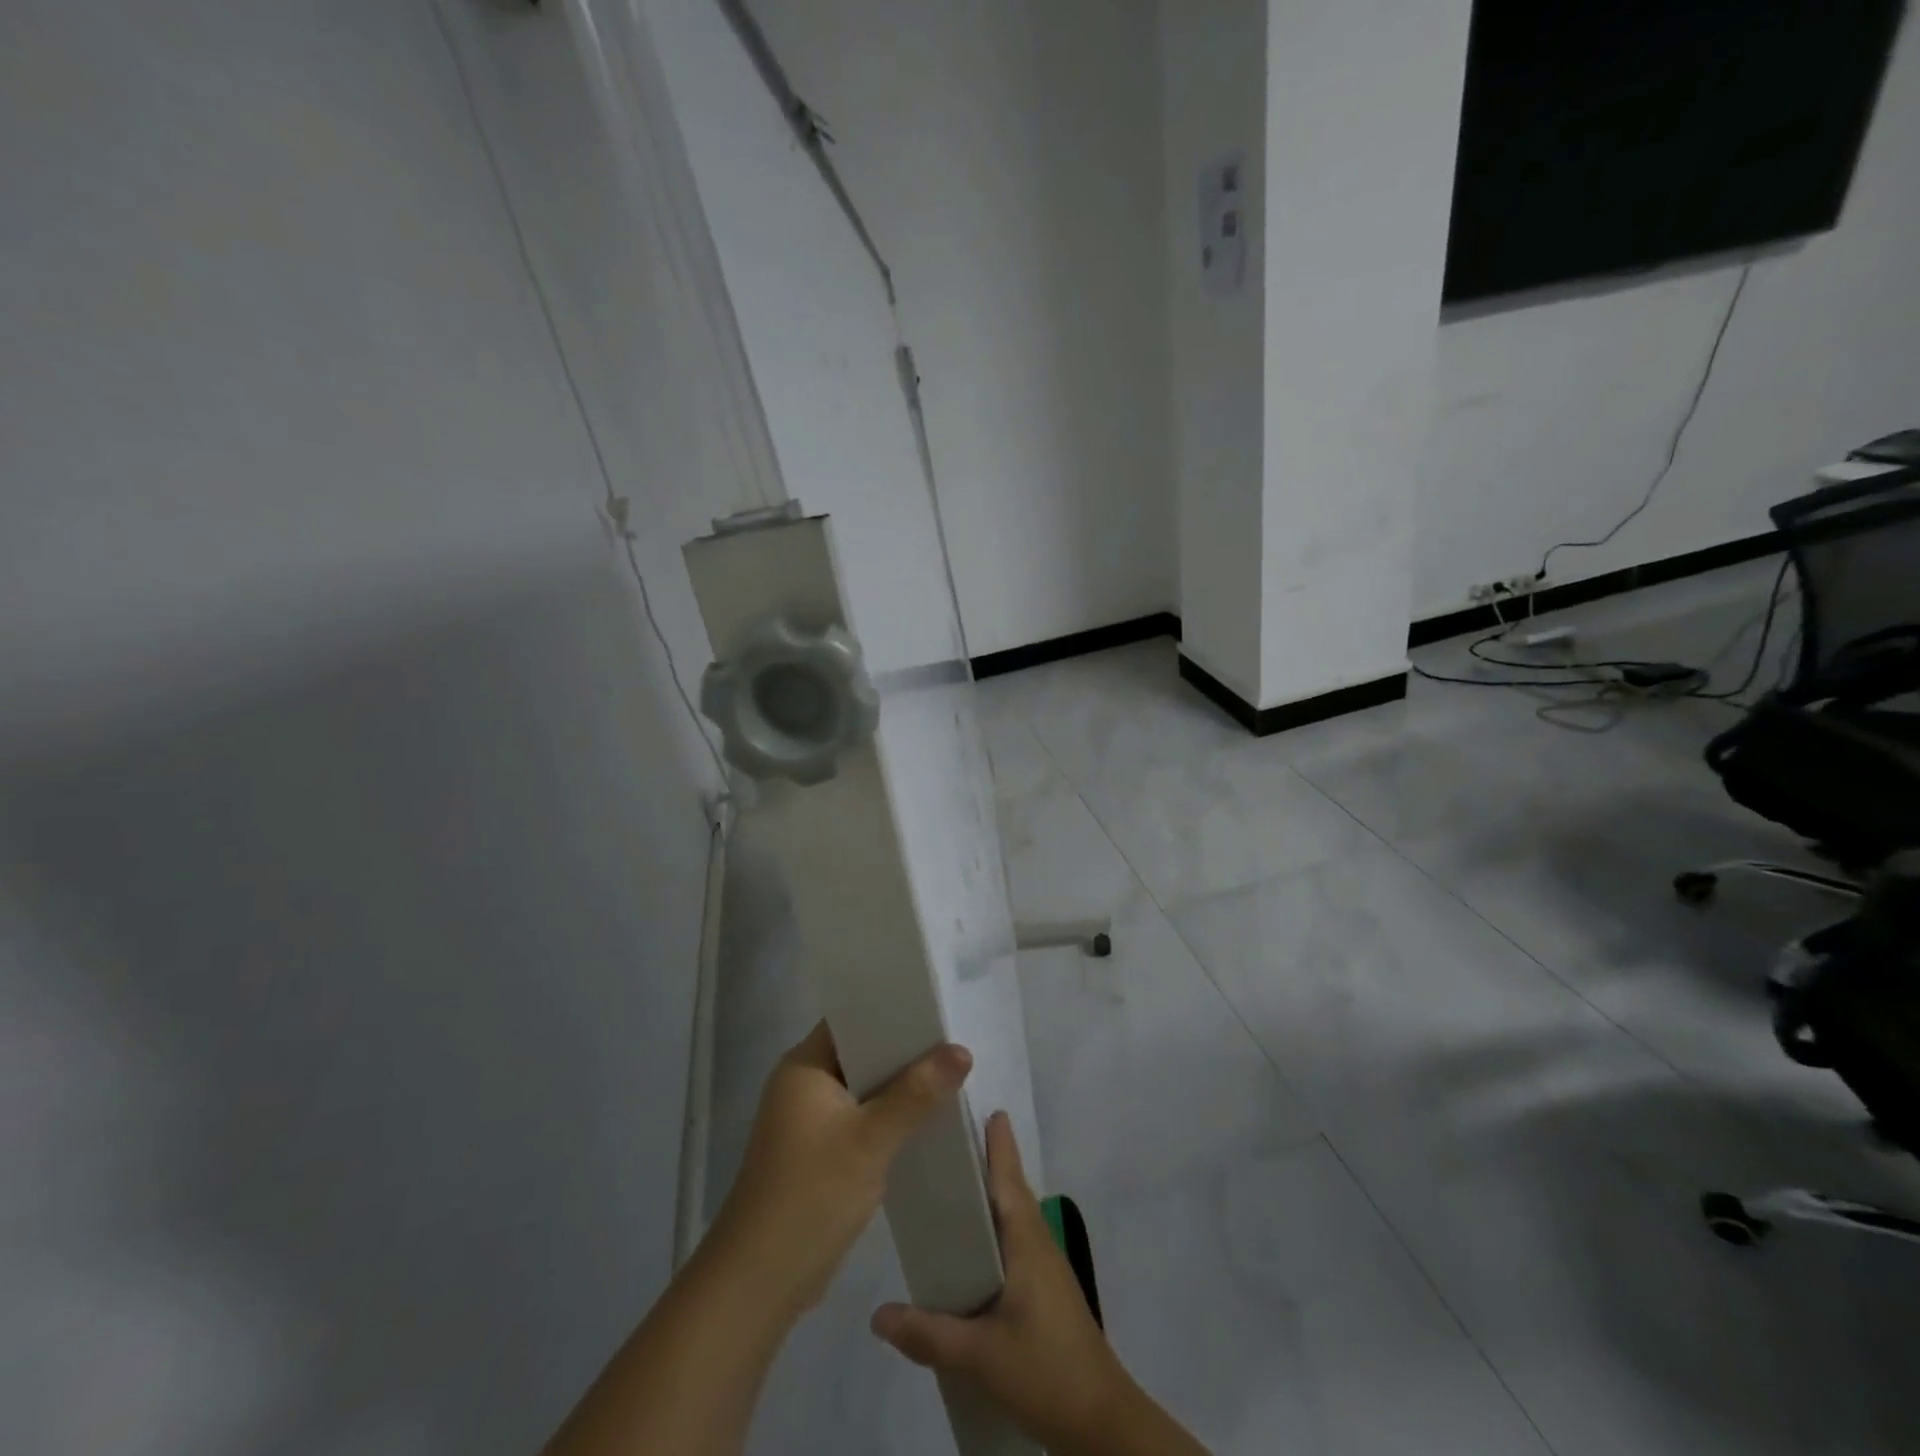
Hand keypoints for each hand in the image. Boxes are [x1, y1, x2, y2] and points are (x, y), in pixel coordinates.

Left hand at [708, 1021, 972, 1320]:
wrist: (761, 1283)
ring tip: (950, 1074)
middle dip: (905, 1049)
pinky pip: (862, 1117)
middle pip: (862, 1051)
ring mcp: (811, 1119)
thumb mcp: (869, 1141)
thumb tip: (961, 1050)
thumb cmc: (810, 1196)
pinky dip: (890, 1116)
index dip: (891, 1009)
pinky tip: (926, 1119)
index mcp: (804, 1066)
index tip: (936, 1007)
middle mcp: (805, 1083)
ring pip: (865, 1087)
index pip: (852, 1018)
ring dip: (900, 1085)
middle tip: (954, 1042)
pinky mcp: (821, 1151)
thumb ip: (916, 1094)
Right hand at [869, 1112, 1133, 1454]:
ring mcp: (1046, 1268)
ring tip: (952, 1189)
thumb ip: (929, 1333)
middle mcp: (1039, 1243)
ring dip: (991, 1197)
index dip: (997, 1143)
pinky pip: (1015, 1243)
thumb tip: (877, 1315)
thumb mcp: (982, 1355)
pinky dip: (994, 1230)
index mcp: (1027, 1241)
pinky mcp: (1045, 1292)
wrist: (1102, 1422)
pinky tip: (971, 1251)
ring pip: (1014, 1218)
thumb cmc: (1046, 1369)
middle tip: (950, 1142)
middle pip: (1011, 1191)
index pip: (1009, 1178)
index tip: (983, 1107)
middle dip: (987, 1163)